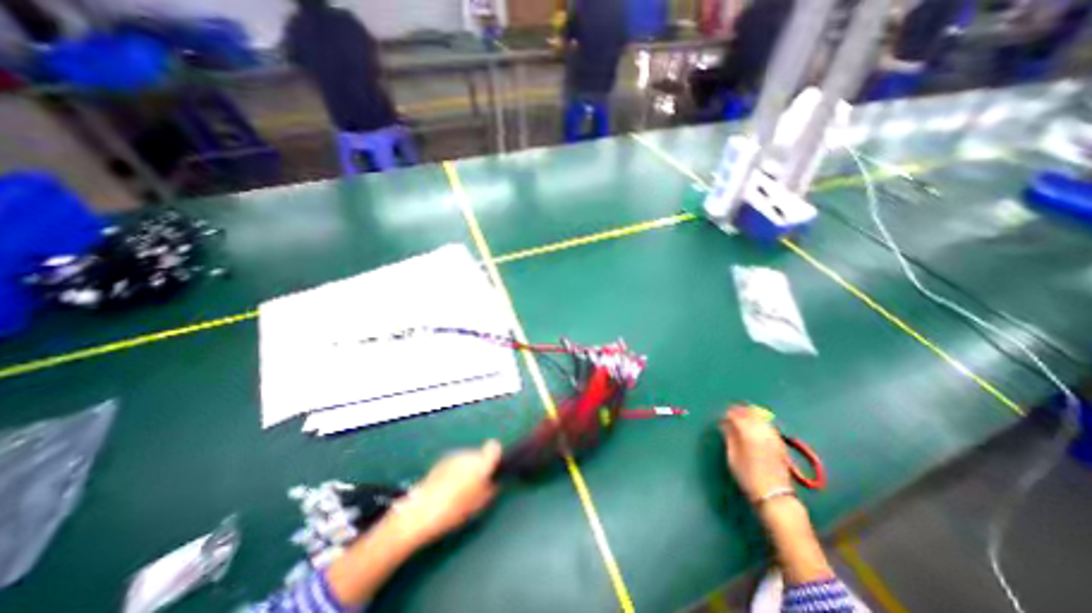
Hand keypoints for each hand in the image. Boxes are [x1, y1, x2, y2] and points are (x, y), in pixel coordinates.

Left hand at [386, 439, 499, 547]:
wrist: (420, 512)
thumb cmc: (453, 511)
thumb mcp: (478, 505)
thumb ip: (490, 490)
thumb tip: (495, 482)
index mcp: (480, 464)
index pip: (494, 447)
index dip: (495, 456)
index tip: (493, 468)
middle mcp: (469, 454)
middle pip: (480, 455)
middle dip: (479, 467)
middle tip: (475, 486)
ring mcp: (454, 455)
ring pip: (468, 458)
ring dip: (467, 468)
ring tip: (459, 489)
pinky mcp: (442, 459)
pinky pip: (456, 462)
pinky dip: (456, 470)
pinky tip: (447, 487)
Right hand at [722, 405, 788, 500]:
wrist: (774, 495)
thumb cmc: (748, 477)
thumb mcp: (732, 457)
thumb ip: (729, 437)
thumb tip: (725, 424)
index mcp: (748, 434)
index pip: (737, 416)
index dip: (728, 414)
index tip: (722, 417)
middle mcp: (762, 432)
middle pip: (750, 414)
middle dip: (740, 411)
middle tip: (730, 414)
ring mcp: (773, 437)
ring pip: (761, 418)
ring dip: (751, 415)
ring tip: (742, 418)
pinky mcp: (780, 443)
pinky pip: (768, 426)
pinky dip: (760, 422)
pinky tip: (755, 427)